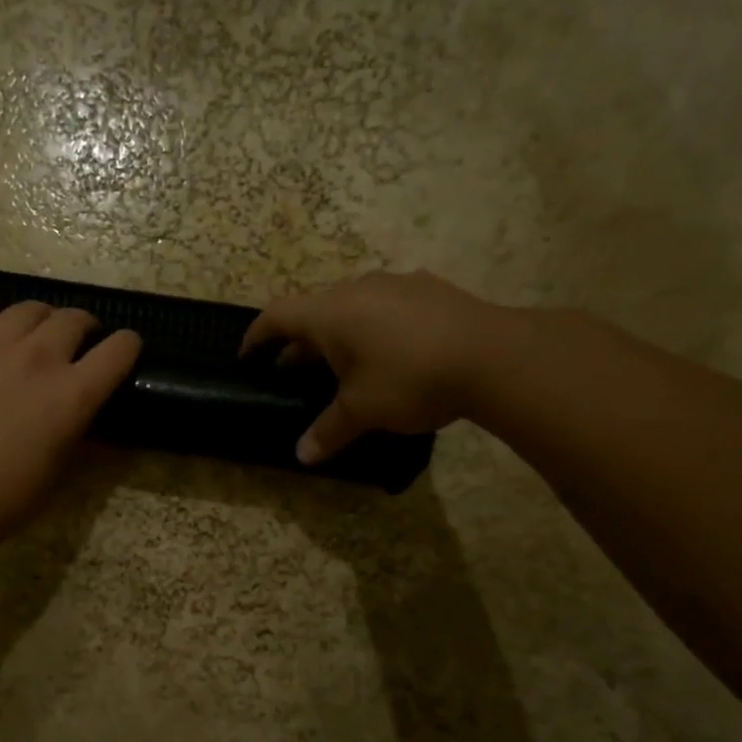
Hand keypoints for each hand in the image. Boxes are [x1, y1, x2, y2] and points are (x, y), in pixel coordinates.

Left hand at [0, 299, 141, 533]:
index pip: (118, 350)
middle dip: (84, 325)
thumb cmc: (6, 496)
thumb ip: (82, 440)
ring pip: (26, 309)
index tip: (125, 351)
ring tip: (36, 329)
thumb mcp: (59, 473)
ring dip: (40, 316)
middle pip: (73, 318)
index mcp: (73, 393)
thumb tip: (99, 429)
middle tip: (79, 340)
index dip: (128, 346)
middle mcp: (38, 357)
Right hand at [241, 270, 503, 463]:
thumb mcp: (362, 411)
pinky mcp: (430, 290)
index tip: (247, 355)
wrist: (494, 356)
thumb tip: (302, 456)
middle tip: (291, 370)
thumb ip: (328, 430)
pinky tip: (389, 352)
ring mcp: (397, 285)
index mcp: (330, 314)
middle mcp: (358, 289)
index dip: (257, 335)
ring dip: (338, 334)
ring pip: (352, 307)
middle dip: (299, 342)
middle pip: (314, 311)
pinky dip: (373, 328)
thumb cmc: (410, 380)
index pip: (277, 316)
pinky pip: (386, 306)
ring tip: (340, 364)